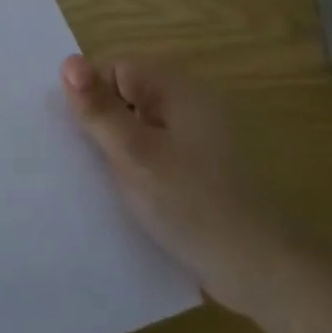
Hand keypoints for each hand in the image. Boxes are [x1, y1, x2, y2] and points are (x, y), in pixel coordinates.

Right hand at [61, 54, 290, 314]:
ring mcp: (203, 137)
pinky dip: (142, 169)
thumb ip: (98, 108)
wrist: (264, 272)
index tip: (79, 137)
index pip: (115, 69)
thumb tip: (67, 60)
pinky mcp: (206, 169)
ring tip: (105, 182)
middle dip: (103, 125)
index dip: (91, 98)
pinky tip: (133, 197)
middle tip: (88, 163)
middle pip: (128, 96)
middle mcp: (193, 103)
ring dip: (120, 151)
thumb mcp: (133, 154)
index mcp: (178, 88)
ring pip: (141, 128)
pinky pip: (160, 153)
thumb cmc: (192, 204)